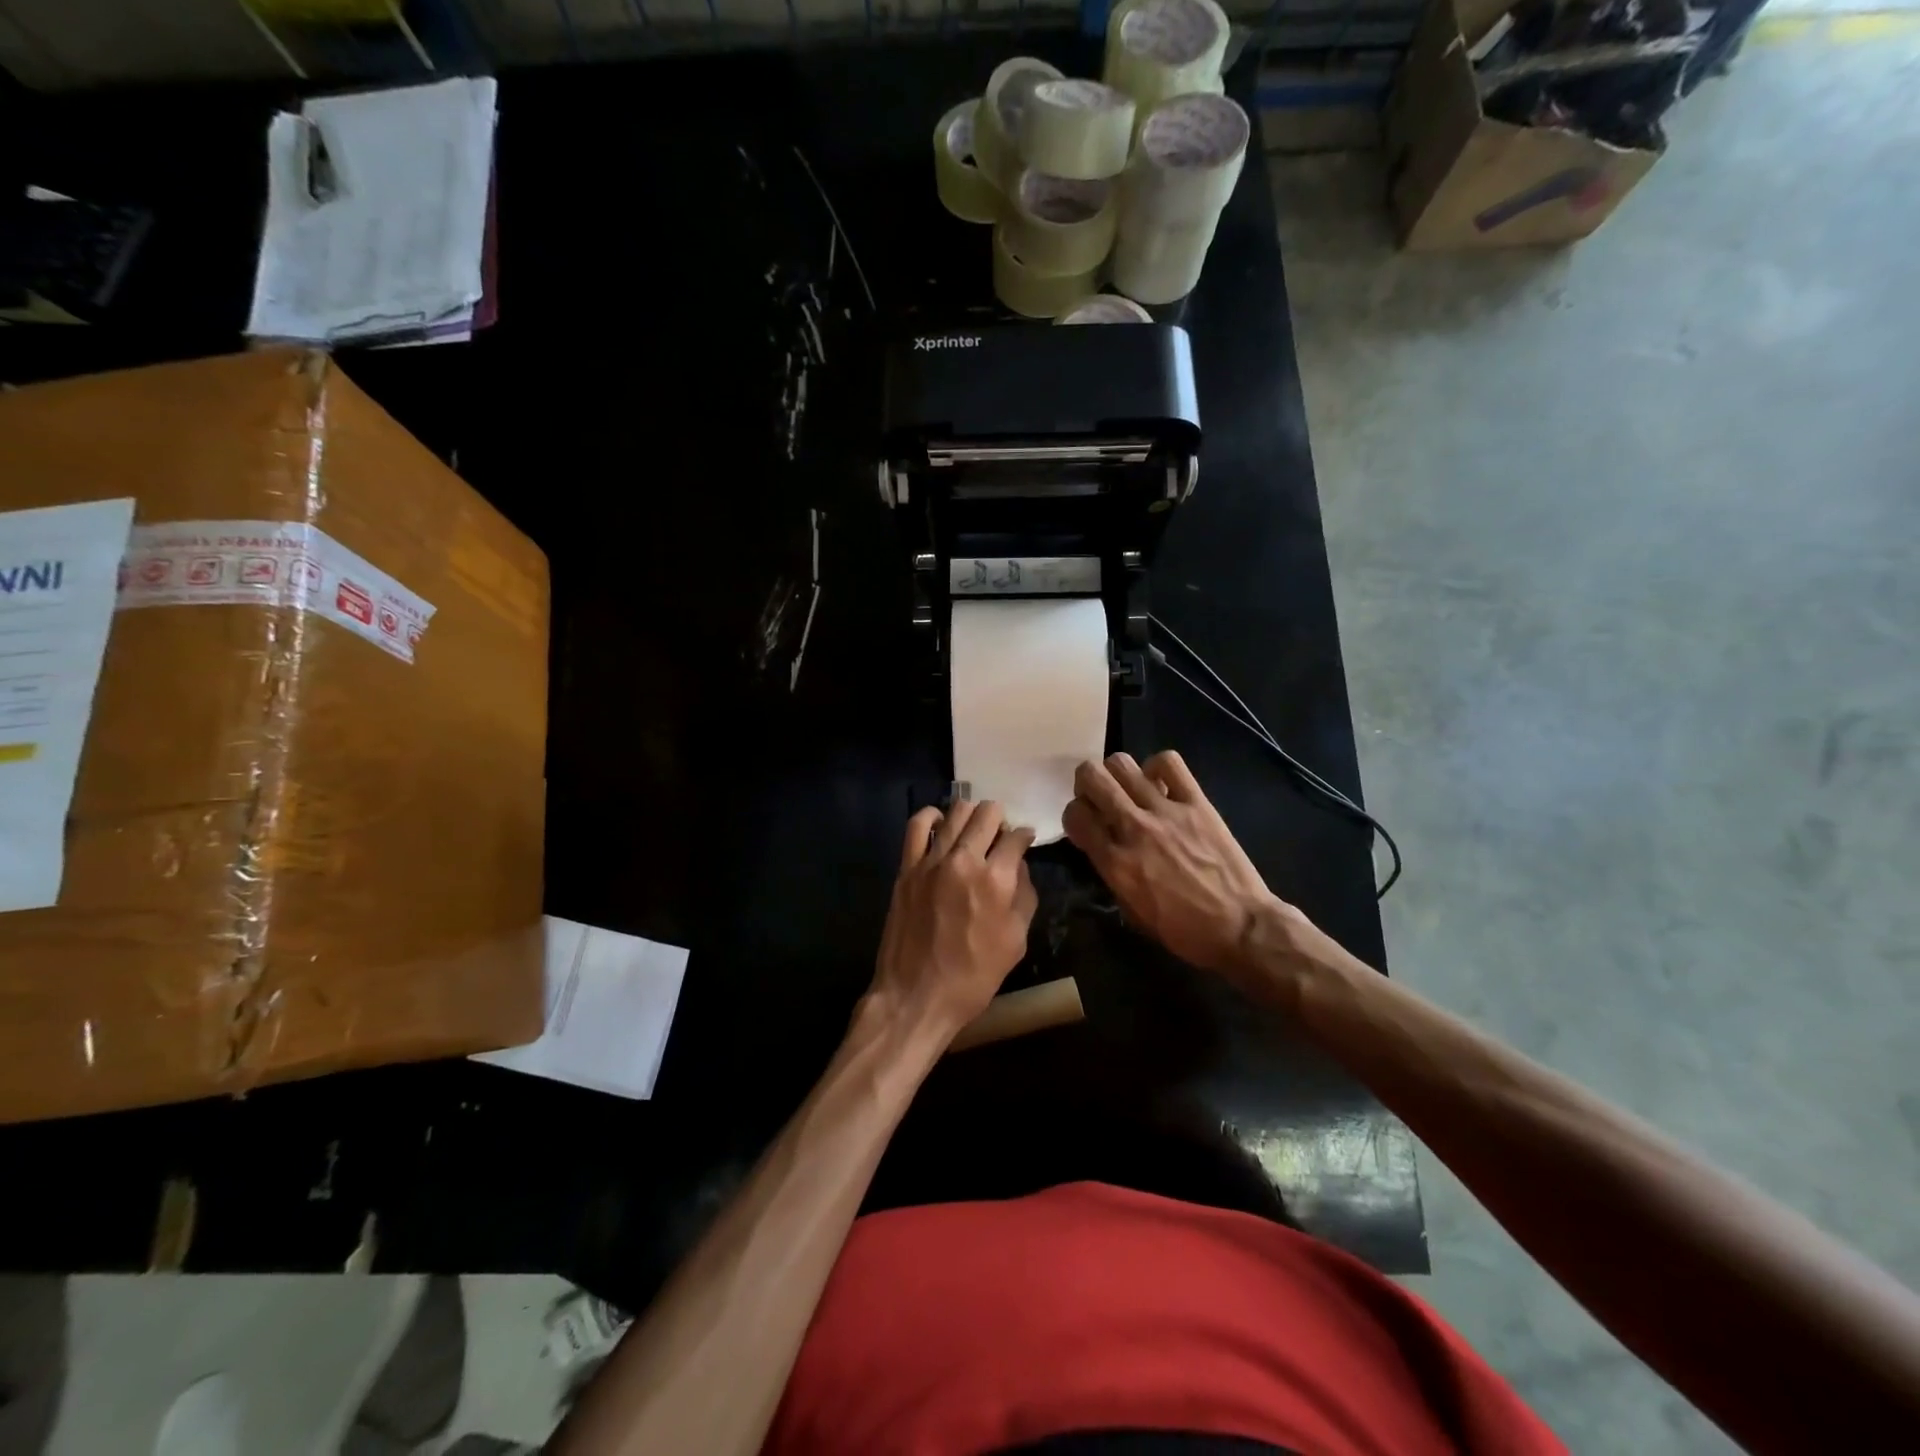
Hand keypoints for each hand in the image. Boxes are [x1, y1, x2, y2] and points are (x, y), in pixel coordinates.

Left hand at [870, 801, 1037, 1037]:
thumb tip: (1020, 867)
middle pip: (987, 814)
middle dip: (1001, 819)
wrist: (916, 996)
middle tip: (1000, 836)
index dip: (1025, 836)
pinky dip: (932, 817)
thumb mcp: (1016, 942)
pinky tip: (941, 823)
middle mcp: (964, 860)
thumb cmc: (973, 977)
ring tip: (974, 829)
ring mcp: (931, 861)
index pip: (1016, 837)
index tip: (1024, 842)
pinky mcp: (907, 868)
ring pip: (956, 813)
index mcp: (996, 880)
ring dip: (972, 815)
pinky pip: (917, 826)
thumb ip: (1023, 897)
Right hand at [1063, 751, 1283, 976]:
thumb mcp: (1133, 912)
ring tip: (1128, 788)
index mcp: (1115, 863)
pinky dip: (1158, 767)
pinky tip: (1161, 783)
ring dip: (1117, 773)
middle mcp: (1134, 829)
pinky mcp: (1197, 803)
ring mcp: (1166, 812)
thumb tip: (1104, 847)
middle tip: (1099, 797)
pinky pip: (1169, 763)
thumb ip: (1112, 873)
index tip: (1086, 823)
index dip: (1074, 816)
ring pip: (1123, 764)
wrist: (1240, 928)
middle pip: (1092, 778)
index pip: (1075, 815)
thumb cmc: (1184, 931)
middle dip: (1087, 783)